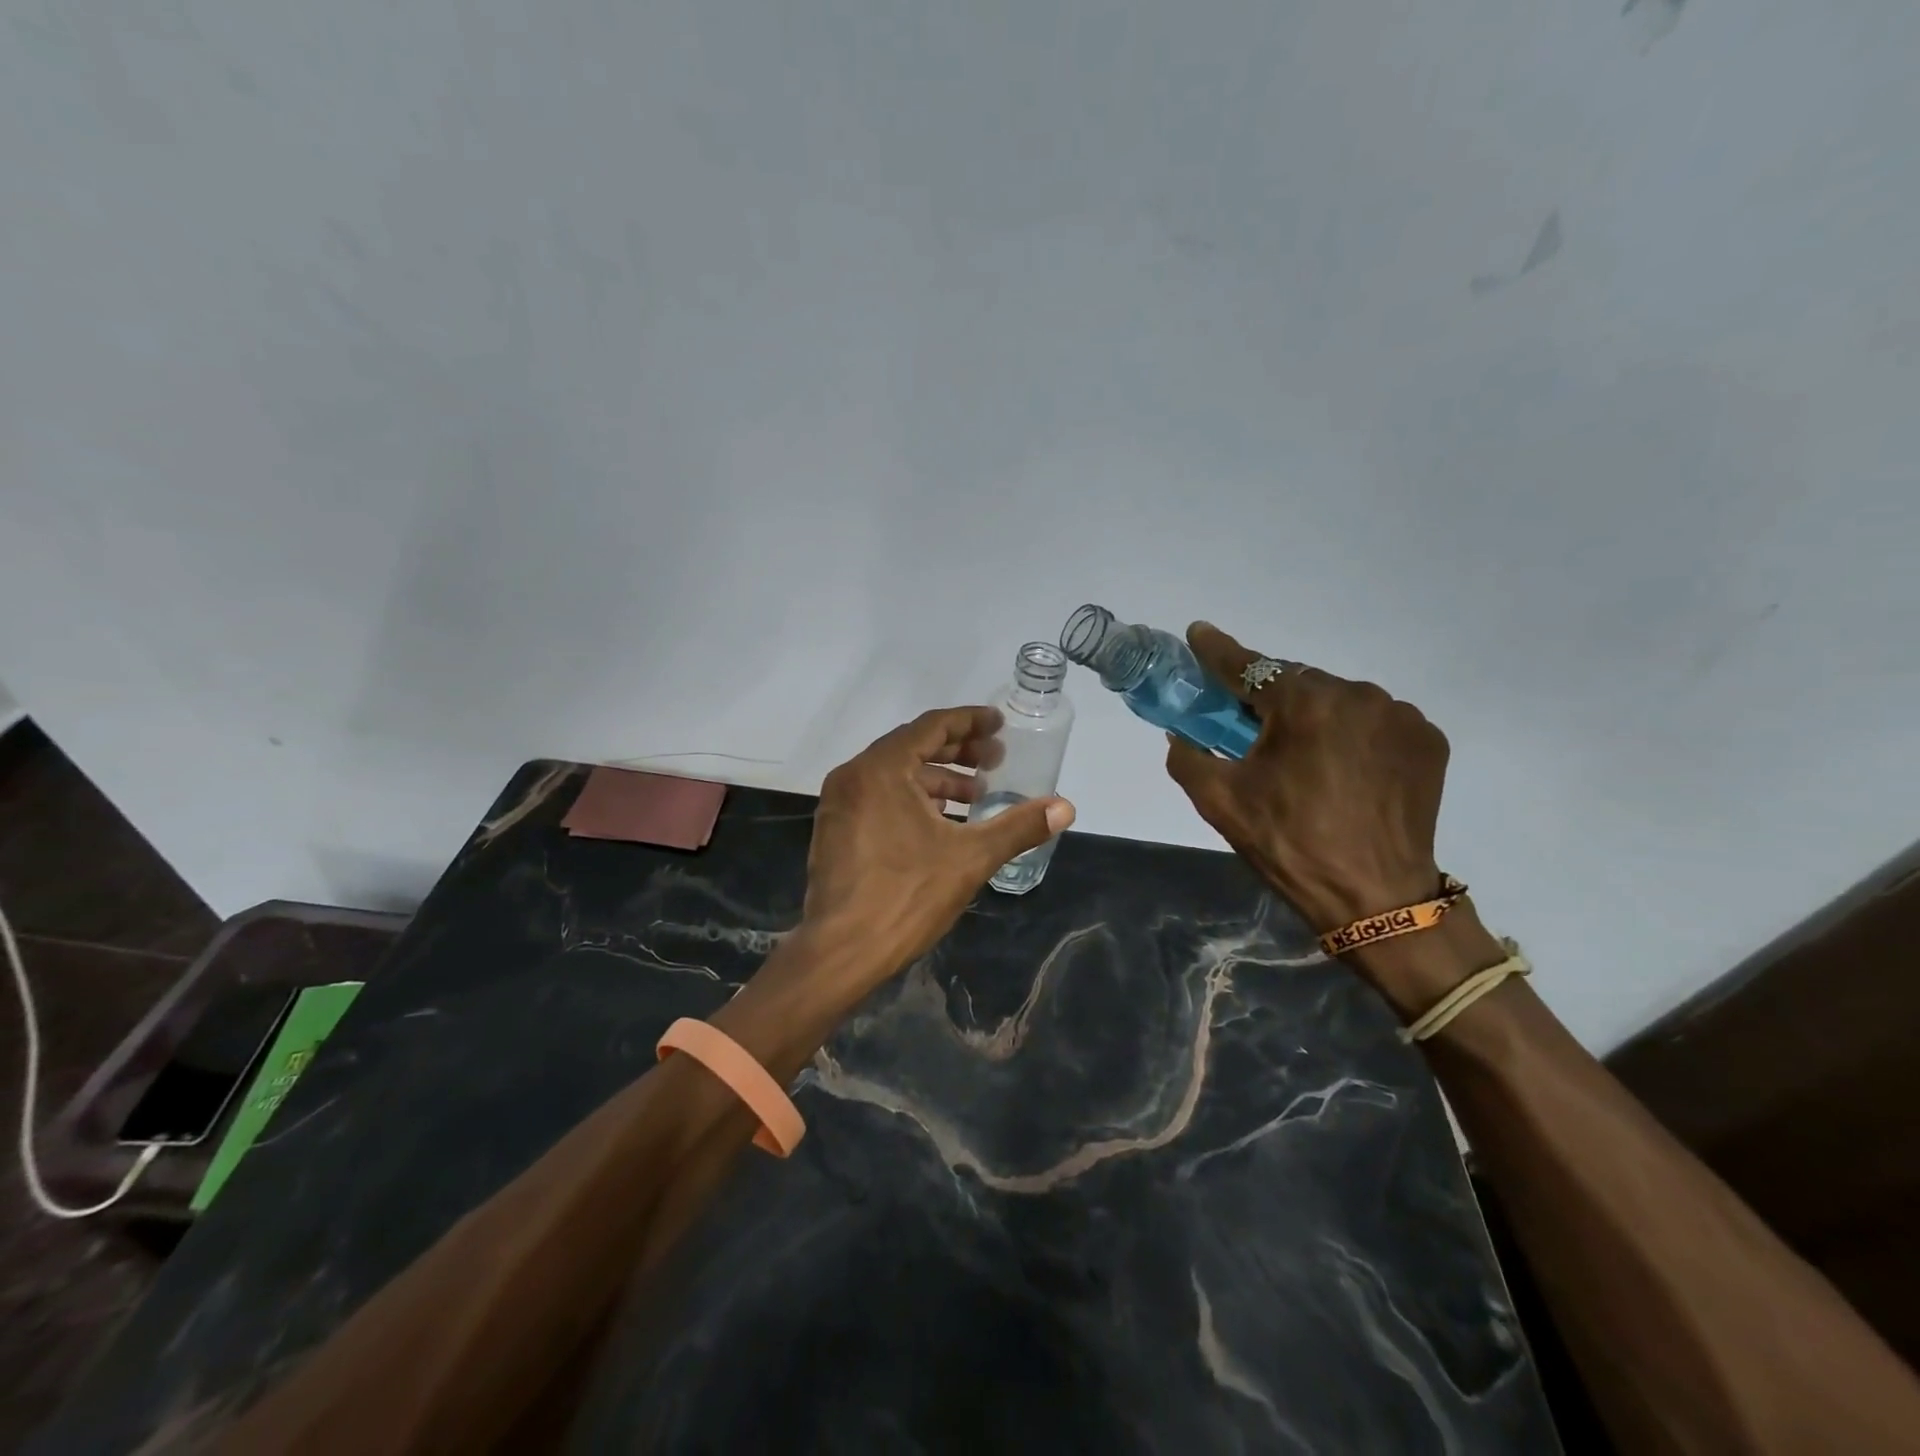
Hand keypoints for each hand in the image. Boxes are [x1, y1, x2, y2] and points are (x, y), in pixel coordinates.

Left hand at [804, 706, 1075, 977]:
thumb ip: (1019, 826)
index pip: (931, 726)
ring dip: (936, 777)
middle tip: (995, 759)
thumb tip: (1066, 807)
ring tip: (975, 794)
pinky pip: (879, 795)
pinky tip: (941, 820)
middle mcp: (854, 776)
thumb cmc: (906, 896)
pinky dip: (912, 797)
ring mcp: (839, 803)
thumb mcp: (971, 858)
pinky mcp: (835, 829)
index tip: (1000, 725)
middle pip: (912, 745)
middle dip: (957, 750)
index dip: (970, 721)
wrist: (841, 951)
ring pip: (895, 773)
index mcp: (882, 769)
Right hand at [1163, 623, 1450, 933]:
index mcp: (1304, 704)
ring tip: (1304, 759)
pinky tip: (1344, 768)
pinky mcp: (1428, 740)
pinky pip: (1374, 721)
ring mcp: (1400, 716)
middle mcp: (1358, 694)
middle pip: (1296, 682)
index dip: (1218, 651)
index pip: (1250, 666)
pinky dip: (1352, 734)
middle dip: (1269, 698)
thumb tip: (1180, 734)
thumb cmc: (1290, 845)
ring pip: (1338, 700)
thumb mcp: (1220, 802)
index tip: (1198, 634)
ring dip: (1314, 717)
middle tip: (1250, 727)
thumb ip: (1188, 757)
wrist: (1376, 898)